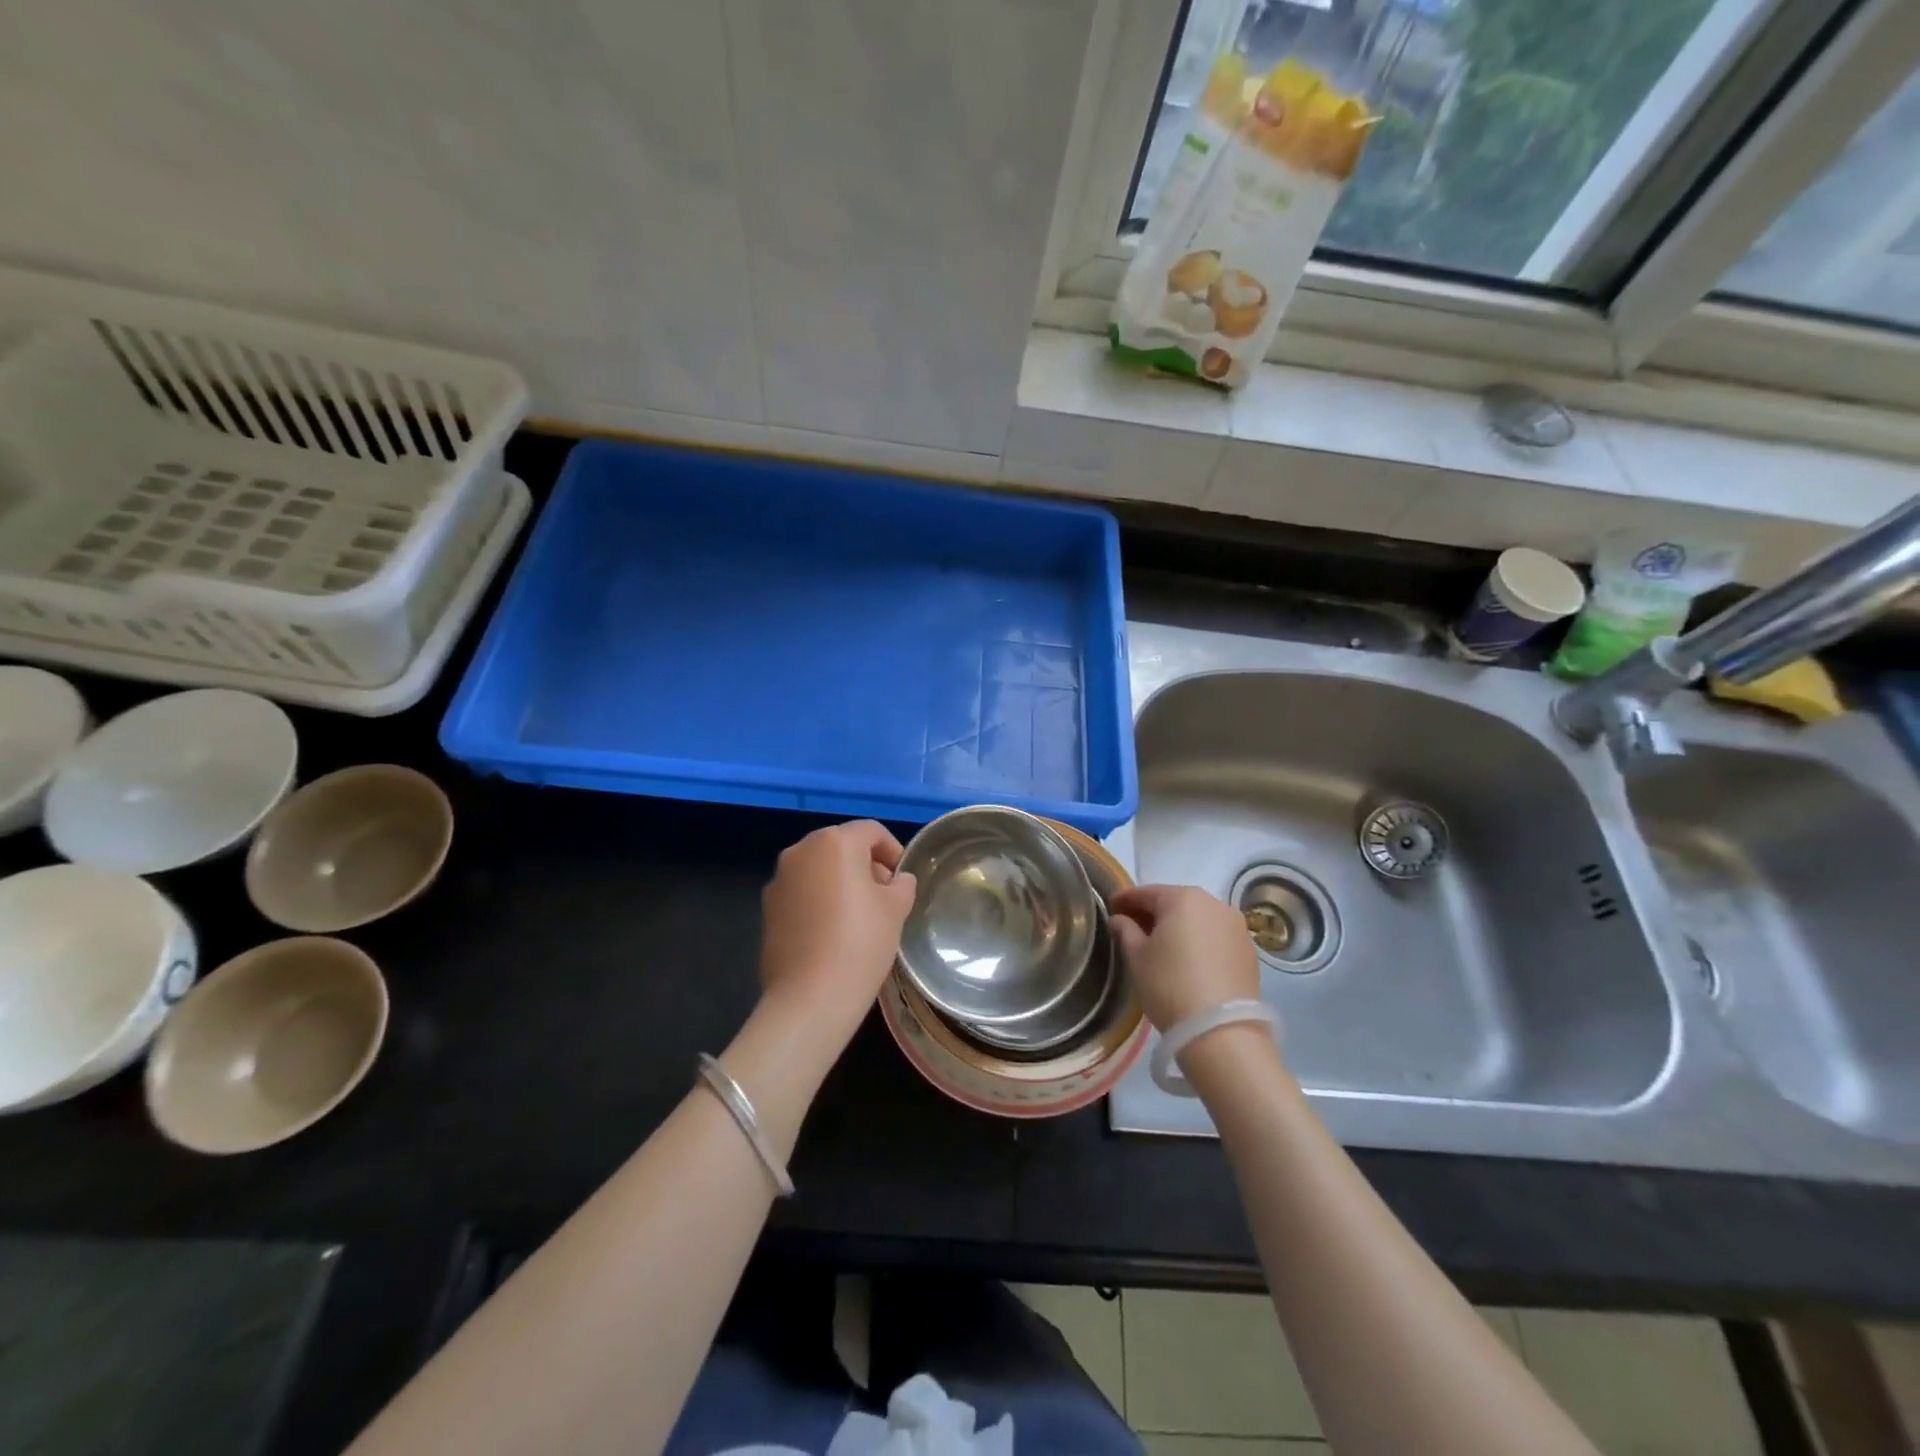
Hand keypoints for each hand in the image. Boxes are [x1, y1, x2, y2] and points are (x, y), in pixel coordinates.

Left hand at [758, 820, 916, 1044]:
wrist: (810, 997)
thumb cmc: (860, 943)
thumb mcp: (896, 909)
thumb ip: (901, 884)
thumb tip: (897, 879)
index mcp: (834, 842)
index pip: (871, 831)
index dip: (893, 850)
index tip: (902, 879)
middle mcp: (801, 851)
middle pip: (841, 846)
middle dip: (865, 865)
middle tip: (884, 897)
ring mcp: (779, 879)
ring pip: (819, 869)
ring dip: (840, 882)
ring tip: (859, 916)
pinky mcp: (768, 908)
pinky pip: (802, 892)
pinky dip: (819, 900)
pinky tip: (832, 932)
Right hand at [1110, 884, 1258, 1030]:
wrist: (1221, 1032)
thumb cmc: (1169, 985)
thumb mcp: (1137, 957)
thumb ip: (1125, 931)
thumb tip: (1119, 919)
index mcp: (1183, 898)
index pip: (1146, 892)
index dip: (1125, 900)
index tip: (1110, 909)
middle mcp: (1214, 903)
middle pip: (1175, 902)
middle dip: (1153, 913)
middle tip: (1133, 928)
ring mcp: (1236, 926)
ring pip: (1198, 919)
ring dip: (1178, 927)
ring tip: (1161, 947)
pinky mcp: (1249, 951)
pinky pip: (1215, 937)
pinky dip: (1199, 941)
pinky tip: (1188, 961)